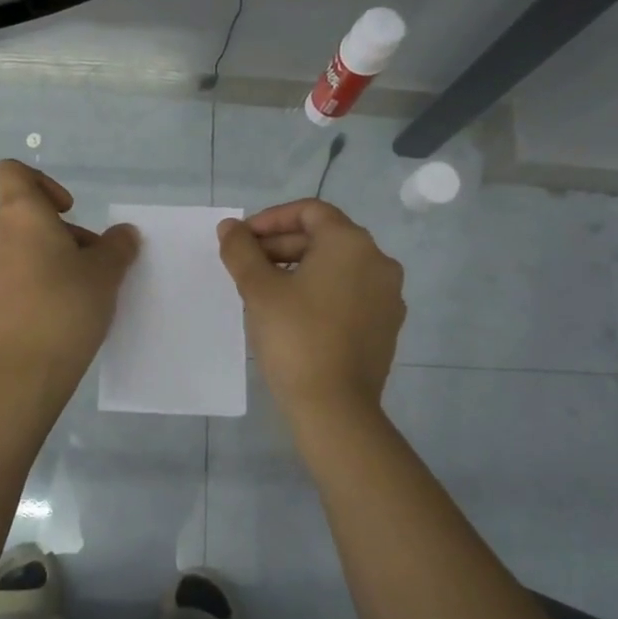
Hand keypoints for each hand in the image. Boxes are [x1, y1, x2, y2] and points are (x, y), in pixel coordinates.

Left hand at [0, 160, 139, 385]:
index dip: (41, 181)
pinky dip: (31, 279)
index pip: (11, 171)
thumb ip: (117, 245)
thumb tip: (122, 234)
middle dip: (59, 231)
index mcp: (19, 213)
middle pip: (24, 214)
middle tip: (91, 263)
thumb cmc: (66, 306)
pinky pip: (9, 274)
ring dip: (47, 256)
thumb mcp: (106, 272)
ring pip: (18, 246)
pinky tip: (58, 309)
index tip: (67, 210)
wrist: (24, 371)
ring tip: (79, 289)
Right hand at [217, 199, 404, 422]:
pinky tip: (292, 315)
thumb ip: (241, 250)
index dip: (270, 219)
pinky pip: (349, 293)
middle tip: (246, 266)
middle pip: (324, 238)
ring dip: (298, 269)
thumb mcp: (258, 289)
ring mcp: (387, 296)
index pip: (309, 211)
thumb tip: (229, 227)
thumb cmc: (295, 338)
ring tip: (264, 291)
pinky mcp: (386, 326)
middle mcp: (378, 262)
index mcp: (351, 244)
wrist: (335, 407)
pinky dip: (320, 292)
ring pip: (337, 267)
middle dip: (281, 246)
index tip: (242, 240)